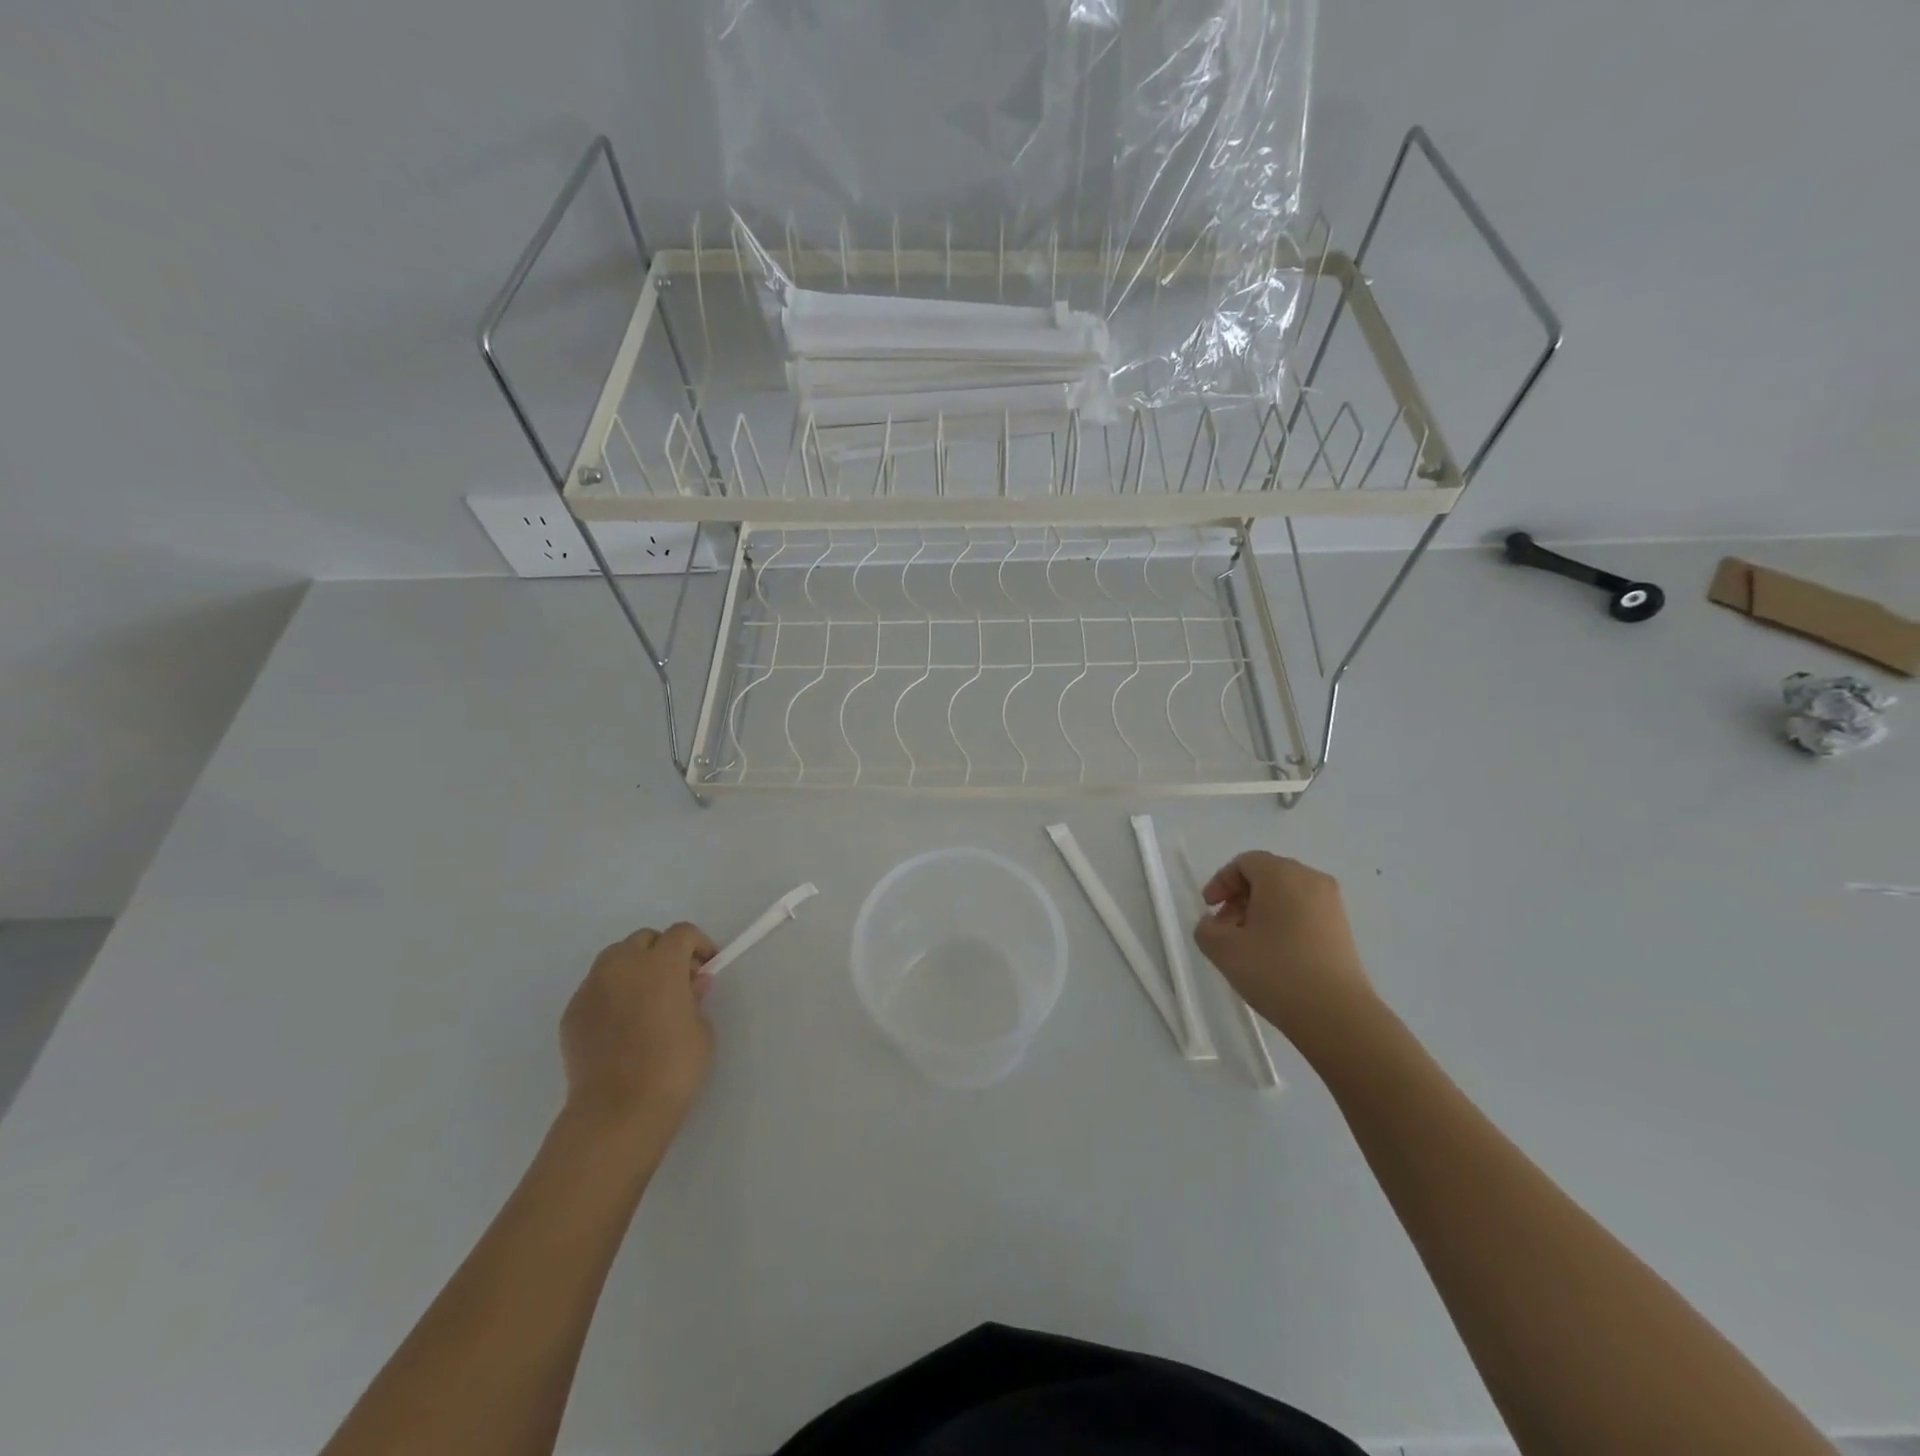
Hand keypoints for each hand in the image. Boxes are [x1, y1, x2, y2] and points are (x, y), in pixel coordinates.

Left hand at [560, 922, 716, 1136]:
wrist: (617, 1112)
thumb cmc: (672, 1067)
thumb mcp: (702, 1030)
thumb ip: (695, 998)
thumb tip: (691, 984)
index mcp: (660, 964)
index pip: (681, 933)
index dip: (698, 945)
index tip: (706, 967)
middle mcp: (622, 966)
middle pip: (644, 939)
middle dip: (662, 952)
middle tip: (676, 982)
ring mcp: (591, 988)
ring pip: (614, 960)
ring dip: (633, 968)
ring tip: (645, 1000)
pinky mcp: (572, 1013)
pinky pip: (596, 989)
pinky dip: (611, 994)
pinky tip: (621, 1025)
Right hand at [1193, 852, 1378, 1054]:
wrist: (1336, 1015)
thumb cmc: (1275, 971)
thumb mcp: (1223, 949)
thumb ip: (1206, 928)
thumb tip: (1216, 924)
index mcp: (1282, 874)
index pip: (1244, 863)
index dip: (1221, 882)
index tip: (1209, 909)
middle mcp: (1310, 879)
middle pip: (1266, 876)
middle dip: (1239, 898)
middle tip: (1225, 929)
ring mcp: (1331, 904)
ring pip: (1285, 895)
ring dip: (1260, 912)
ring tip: (1248, 946)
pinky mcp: (1342, 929)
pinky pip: (1303, 912)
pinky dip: (1282, 923)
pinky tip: (1274, 955)